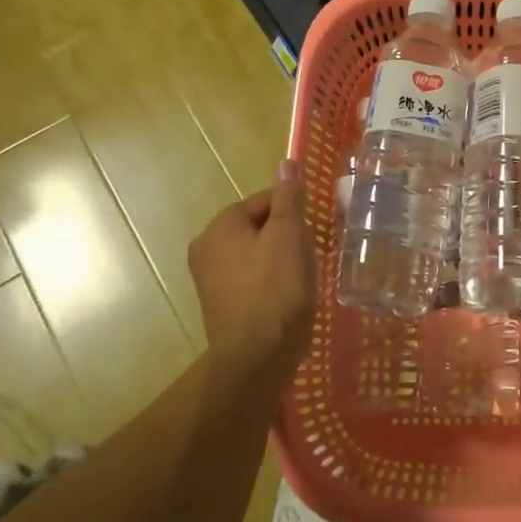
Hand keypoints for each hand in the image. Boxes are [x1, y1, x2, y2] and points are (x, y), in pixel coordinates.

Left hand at [189, 160, 315, 379]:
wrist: (257, 359)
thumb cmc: (277, 290)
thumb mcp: (290, 236)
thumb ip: (289, 197)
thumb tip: (287, 162)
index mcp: (221, 225)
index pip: (266, 200)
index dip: (295, 212)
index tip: (314, 233)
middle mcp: (206, 246)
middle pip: (260, 225)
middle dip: (288, 236)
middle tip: (311, 257)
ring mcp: (208, 278)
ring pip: (256, 252)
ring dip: (281, 259)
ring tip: (302, 278)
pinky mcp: (218, 303)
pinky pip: (250, 278)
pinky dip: (270, 281)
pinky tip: (287, 297)